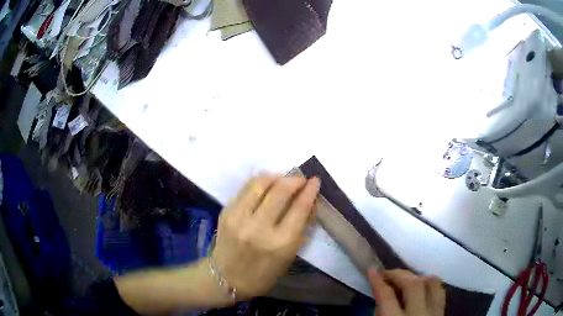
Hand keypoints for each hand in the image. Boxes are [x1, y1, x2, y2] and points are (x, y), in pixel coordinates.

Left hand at [212, 174, 319, 298]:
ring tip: (282, 178)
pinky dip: (258, 183)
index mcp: (280, 244)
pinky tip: (265, 184)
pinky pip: (244, 189)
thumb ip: (300, 227)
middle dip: (294, 179)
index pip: (299, 208)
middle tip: (300, 178)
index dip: (309, 190)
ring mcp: (239, 218)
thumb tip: (308, 201)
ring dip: (275, 177)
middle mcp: (259, 228)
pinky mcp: (226, 213)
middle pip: (280, 191)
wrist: (227, 279)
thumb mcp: (289, 255)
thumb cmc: (264, 273)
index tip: (315, 180)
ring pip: (259, 184)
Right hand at [369, 269, 445, 315]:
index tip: (372, 271)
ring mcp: (435, 314)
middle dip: (398, 275)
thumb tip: (382, 297)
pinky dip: (430, 285)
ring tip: (405, 280)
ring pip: (432, 283)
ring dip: (418, 277)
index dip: (378, 282)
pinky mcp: (442, 314)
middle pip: (413, 285)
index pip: (387, 297)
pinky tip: (421, 288)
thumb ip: (379, 315)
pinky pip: (439, 291)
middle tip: (387, 274)